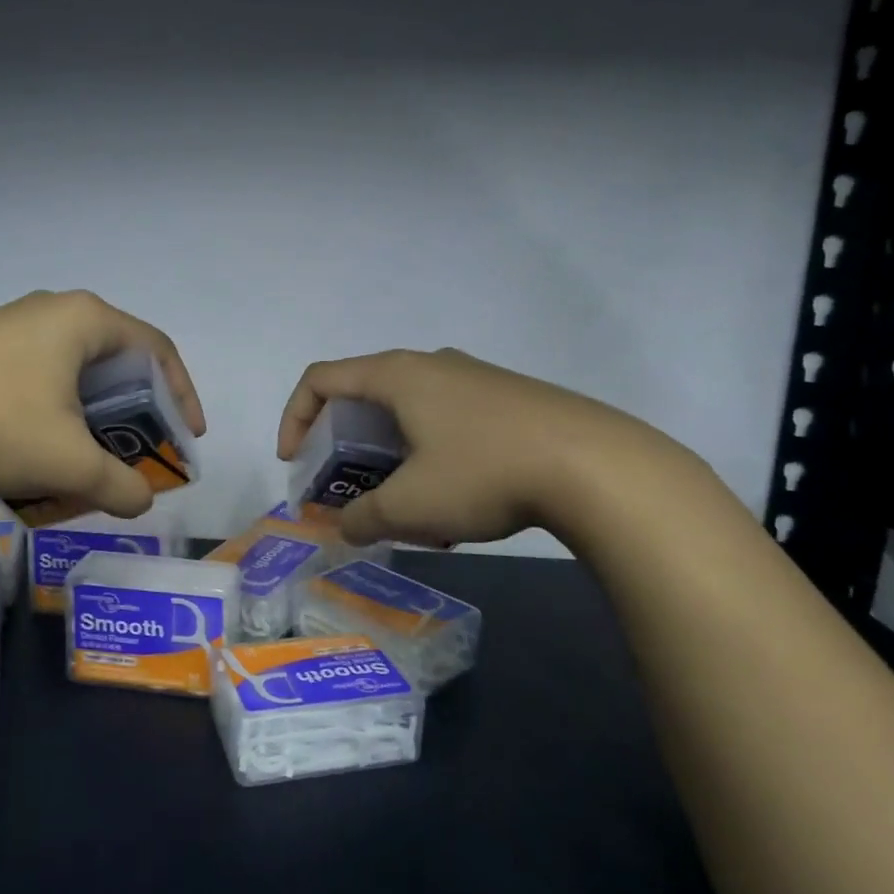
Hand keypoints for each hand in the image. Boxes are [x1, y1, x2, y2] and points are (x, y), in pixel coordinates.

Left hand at [0, 290, 205, 518]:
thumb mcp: (67, 463)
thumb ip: (120, 486)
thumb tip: (141, 500)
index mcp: (85, 321)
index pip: (158, 351)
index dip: (183, 397)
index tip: (186, 439)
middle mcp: (53, 311)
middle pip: (117, 363)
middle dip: (135, 415)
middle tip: (138, 455)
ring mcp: (12, 326)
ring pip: (74, 375)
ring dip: (92, 419)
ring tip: (87, 462)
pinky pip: (39, 378)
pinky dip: (55, 415)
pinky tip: (36, 451)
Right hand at [276, 348, 683, 547]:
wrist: (598, 467)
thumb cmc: (484, 473)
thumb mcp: (411, 506)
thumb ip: (364, 518)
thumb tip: (345, 528)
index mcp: (397, 375)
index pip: (321, 379)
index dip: (295, 418)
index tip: (297, 463)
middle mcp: (431, 365)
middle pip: (364, 393)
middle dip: (343, 443)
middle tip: (346, 486)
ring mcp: (474, 377)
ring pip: (409, 410)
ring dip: (389, 452)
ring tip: (403, 501)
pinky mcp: (509, 398)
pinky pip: (447, 419)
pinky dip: (429, 453)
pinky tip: (455, 500)